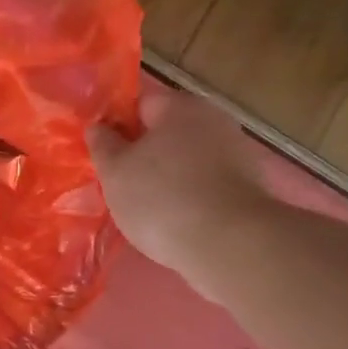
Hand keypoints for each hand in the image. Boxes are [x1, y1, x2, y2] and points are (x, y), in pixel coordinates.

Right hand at [87, 86, 271, 284]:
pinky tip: (174, 219)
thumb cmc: (161, 198)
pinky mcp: (248, 187)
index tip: (103, 154)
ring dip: (167, 176)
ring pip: (187, 159)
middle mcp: (213, 120)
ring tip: (145, 207)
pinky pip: (205, 184)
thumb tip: (98, 127)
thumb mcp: (115, 172)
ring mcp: (236, 153)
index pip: (140, 103)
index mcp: (179, 107)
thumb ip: (103, 145)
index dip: (117, 126)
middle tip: (120, 183)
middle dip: (143, 153)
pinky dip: (189, 196)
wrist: (228, 244)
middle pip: (167, 131)